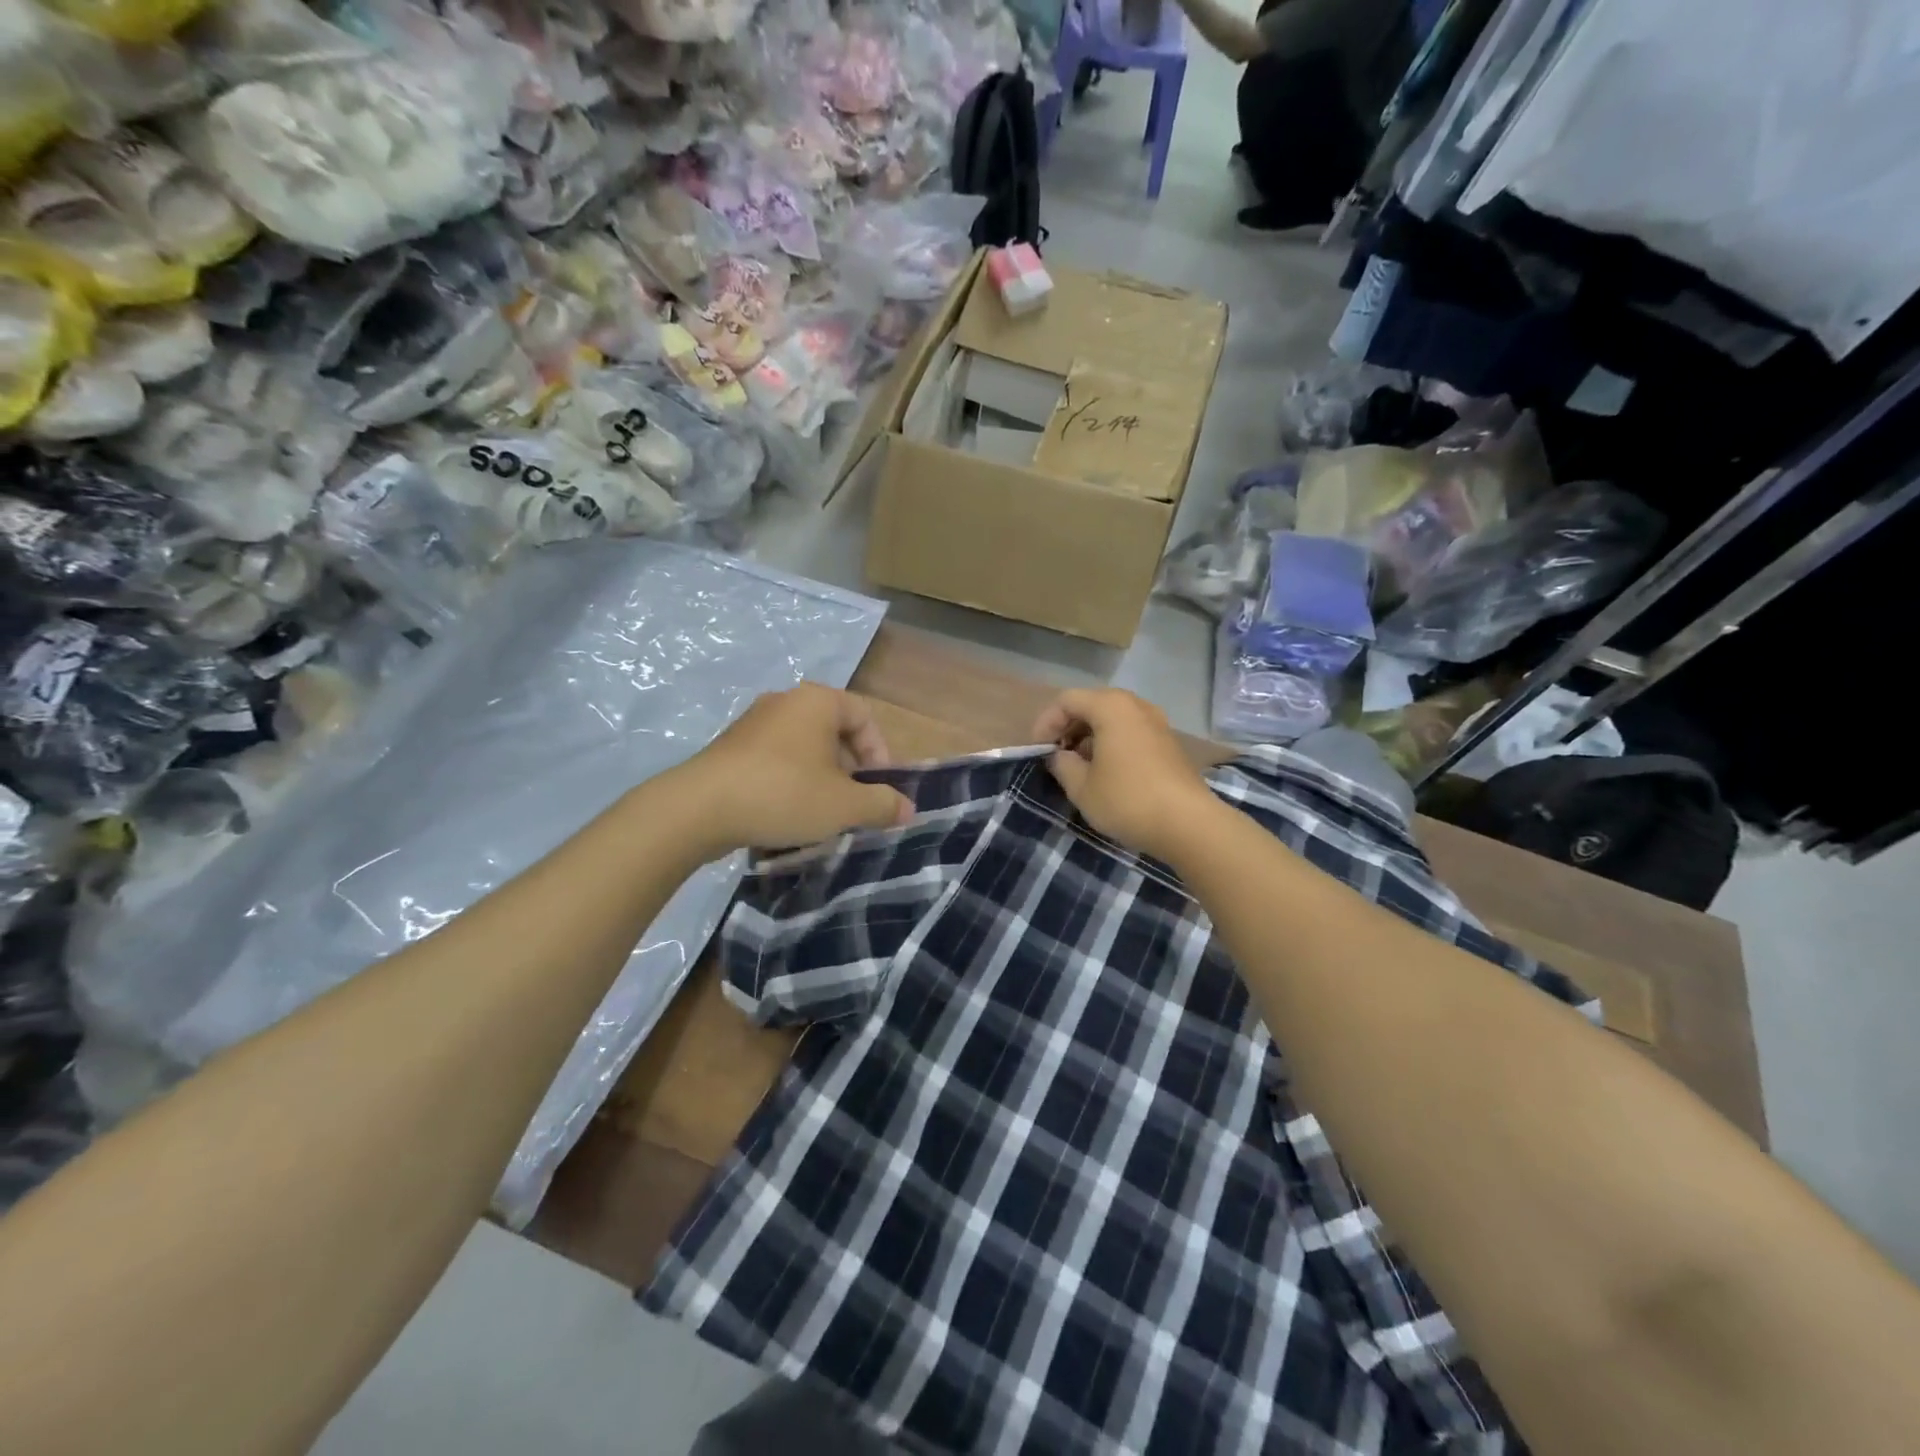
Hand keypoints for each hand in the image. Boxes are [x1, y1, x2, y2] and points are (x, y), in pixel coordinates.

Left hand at [674, 683, 914, 852]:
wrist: (698, 809)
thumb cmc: (784, 795)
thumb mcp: (844, 805)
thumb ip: (882, 805)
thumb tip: (908, 809)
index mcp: (817, 701)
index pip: (865, 717)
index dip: (881, 754)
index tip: (878, 790)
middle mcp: (785, 702)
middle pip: (834, 732)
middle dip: (850, 770)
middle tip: (852, 804)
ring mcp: (753, 723)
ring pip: (804, 748)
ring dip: (820, 779)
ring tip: (821, 814)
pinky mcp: (729, 747)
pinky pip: (774, 760)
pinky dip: (789, 782)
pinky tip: (785, 814)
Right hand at [1033, 688, 1219, 860]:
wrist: (1189, 824)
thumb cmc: (1127, 800)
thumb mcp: (1081, 787)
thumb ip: (1062, 764)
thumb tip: (1060, 756)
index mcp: (1111, 707)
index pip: (1067, 700)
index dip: (1046, 723)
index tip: (1037, 751)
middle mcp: (1136, 705)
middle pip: (1091, 704)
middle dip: (1068, 728)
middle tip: (1056, 756)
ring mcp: (1157, 722)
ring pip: (1112, 718)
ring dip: (1090, 736)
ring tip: (1078, 766)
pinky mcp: (1169, 742)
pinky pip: (1131, 731)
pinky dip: (1111, 743)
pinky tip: (1106, 772)